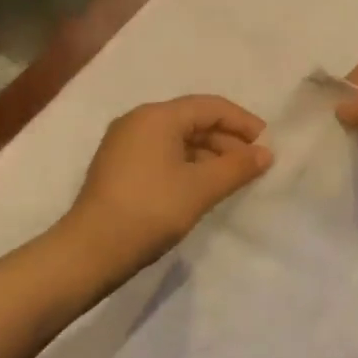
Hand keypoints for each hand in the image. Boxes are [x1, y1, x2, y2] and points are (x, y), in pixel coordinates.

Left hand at [64, 95, 273, 271]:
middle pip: (192, 120)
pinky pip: (162, 154)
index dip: (242, 122)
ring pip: (177, 139)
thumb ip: (237, 167)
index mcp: (157, 116)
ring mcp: (124, 144)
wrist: (91, 250)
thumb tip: (265, 153)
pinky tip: (202, 186)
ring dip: (208, 154)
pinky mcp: (118, 167)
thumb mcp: (201, 188)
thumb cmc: (151, 209)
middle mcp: (138, 121)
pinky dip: (187, 164)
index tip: (266, 143)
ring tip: (232, 178)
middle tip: (253, 164)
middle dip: (226, 140)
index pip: (209, 107)